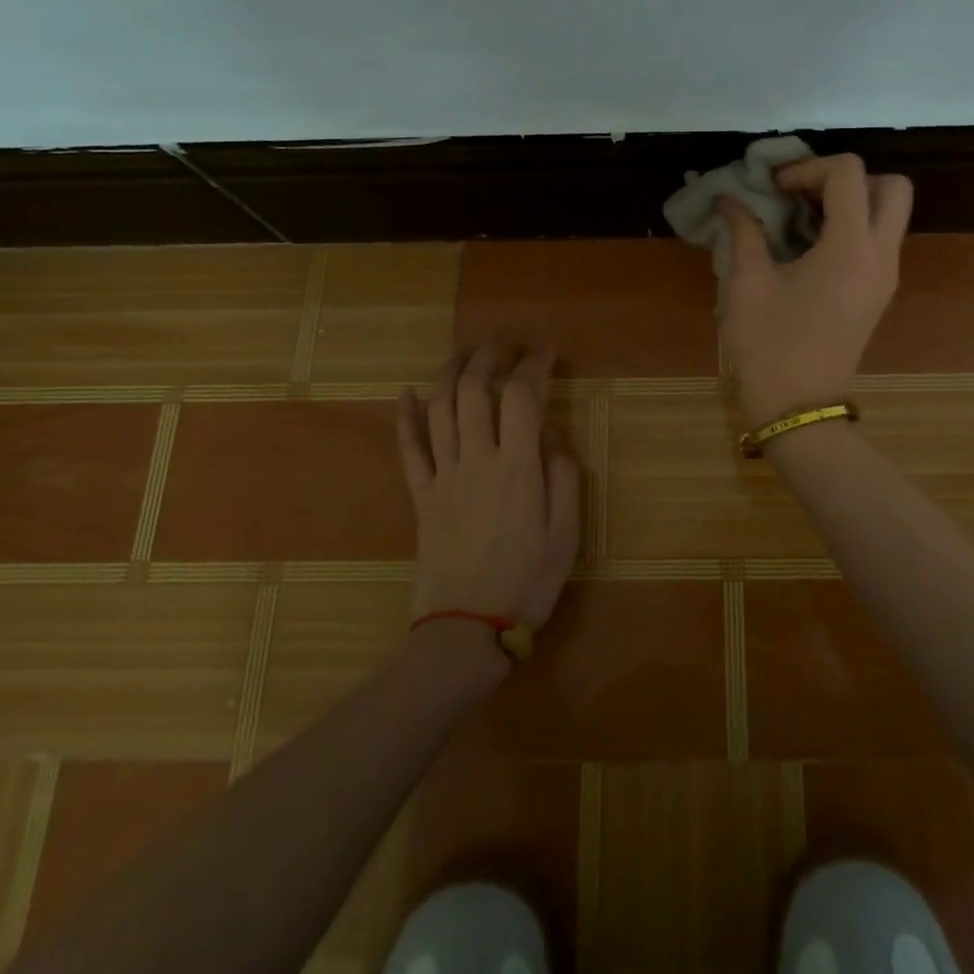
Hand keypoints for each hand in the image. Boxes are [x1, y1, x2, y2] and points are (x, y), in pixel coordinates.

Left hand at [396, 345, 581, 628]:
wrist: (466, 629)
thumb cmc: (527, 582)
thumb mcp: (567, 533)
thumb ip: (563, 476)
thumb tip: (551, 434)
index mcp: (518, 468)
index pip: (522, 397)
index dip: (534, 365)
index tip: (547, 351)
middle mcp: (477, 461)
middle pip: (474, 391)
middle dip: (489, 357)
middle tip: (504, 345)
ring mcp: (443, 476)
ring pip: (440, 409)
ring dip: (450, 372)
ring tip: (465, 353)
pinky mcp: (421, 496)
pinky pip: (408, 448)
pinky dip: (406, 416)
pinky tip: (408, 392)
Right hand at [716, 153, 912, 425]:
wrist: (797, 409)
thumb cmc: (768, 347)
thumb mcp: (747, 284)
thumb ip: (743, 231)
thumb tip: (729, 199)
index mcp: (850, 248)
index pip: (848, 173)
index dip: (807, 167)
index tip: (773, 188)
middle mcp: (881, 256)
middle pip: (891, 186)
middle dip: (846, 178)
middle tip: (803, 194)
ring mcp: (885, 277)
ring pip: (889, 213)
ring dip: (851, 202)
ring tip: (801, 217)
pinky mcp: (879, 293)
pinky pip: (879, 240)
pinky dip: (852, 226)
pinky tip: (809, 244)